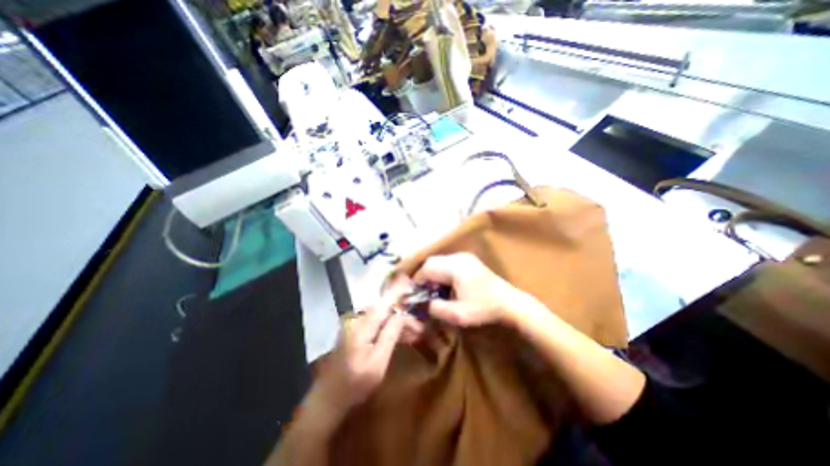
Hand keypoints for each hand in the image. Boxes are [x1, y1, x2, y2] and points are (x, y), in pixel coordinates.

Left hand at [316, 277, 423, 415]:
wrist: (328, 398)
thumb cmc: (354, 386)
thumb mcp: (377, 364)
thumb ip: (389, 336)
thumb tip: (401, 315)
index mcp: (361, 327)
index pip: (384, 304)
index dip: (397, 292)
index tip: (410, 282)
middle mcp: (357, 320)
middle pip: (384, 309)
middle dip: (403, 313)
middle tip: (419, 327)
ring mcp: (355, 324)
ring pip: (382, 315)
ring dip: (398, 322)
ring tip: (414, 333)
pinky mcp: (356, 330)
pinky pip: (377, 322)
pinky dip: (389, 327)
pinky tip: (401, 336)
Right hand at [412, 252, 530, 324]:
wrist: (510, 303)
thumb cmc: (484, 308)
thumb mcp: (458, 315)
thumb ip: (437, 309)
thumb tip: (424, 304)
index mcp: (455, 267)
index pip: (428, 268)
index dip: (418, 281)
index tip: (416, 294)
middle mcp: (458, 257)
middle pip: (432, 262)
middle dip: (425, 276)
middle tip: (425, 292)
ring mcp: (465, 257)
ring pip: (440, 261)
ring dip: (434, 274)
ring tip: (436, 290)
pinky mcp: (469, 260)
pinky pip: (448, 263)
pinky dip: (443, 272)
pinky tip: (447, 285)